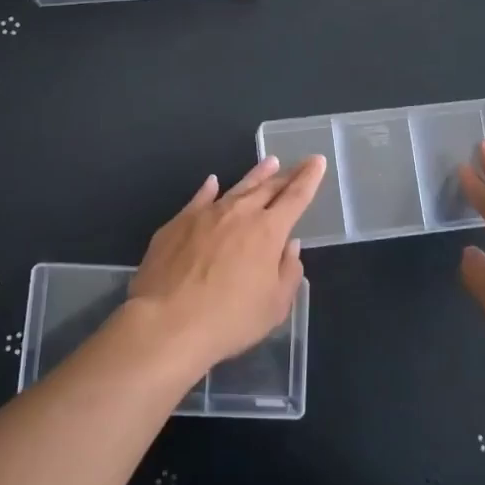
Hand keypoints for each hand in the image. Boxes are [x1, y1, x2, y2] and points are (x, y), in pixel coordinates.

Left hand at [129, 154, 326, 372]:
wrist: (167, 322)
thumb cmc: (229, 320)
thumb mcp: (274, 306)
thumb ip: (288, 272)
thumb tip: (289, 246)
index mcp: (268, 231)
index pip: (295, 197)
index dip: (308, 178)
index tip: (317, 161)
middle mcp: (239, 213)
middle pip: (267, 187)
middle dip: (286, 175)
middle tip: (298, 164)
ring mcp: (205, 214)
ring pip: (237, 187)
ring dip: (255, 175)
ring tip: (269, 162)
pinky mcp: (177, 223)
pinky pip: (200, 198)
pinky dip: (210, 189)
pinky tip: (213, 182)